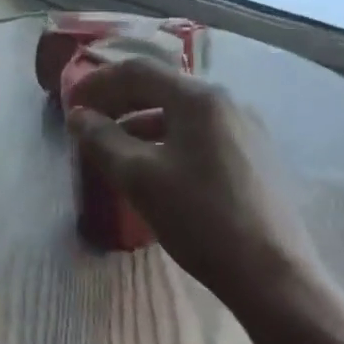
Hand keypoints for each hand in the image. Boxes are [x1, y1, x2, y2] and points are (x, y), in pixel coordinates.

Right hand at [64, 59, 326, 301]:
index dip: (97, 82)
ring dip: (141, 122)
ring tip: (115, 149)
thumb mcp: (138, 177)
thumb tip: (79, 116)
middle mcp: (226, 103)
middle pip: (161, 87)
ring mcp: (246, 129)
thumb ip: (102, 140)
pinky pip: (200, 134)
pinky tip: (155, 168)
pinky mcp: (255, 156)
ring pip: (181, 113)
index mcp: (198, 99)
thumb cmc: (199, 218)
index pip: (137, 71)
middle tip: (89, 123)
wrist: (272, 273)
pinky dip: (167, 139)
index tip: (71, 103)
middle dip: (119, 101)